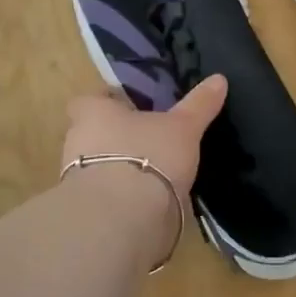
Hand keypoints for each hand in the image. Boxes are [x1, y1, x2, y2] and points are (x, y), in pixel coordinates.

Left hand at [58, 76, 228, 259]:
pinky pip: (106, 196)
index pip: (90, 100)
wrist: (122, 217)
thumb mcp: (184, 127)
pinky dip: (123, 197)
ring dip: (118, 169)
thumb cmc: (148, 155)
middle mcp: (76, 142)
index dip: (108, 102)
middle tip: (148, 140)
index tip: (131, 108)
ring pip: (97, 167)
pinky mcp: (88, 211)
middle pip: (92, 134)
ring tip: (152, 172)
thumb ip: (199, 104)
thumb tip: (219, 78)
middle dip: (115, 137)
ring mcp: (76, 180)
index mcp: (93, 114)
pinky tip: (147, 201)